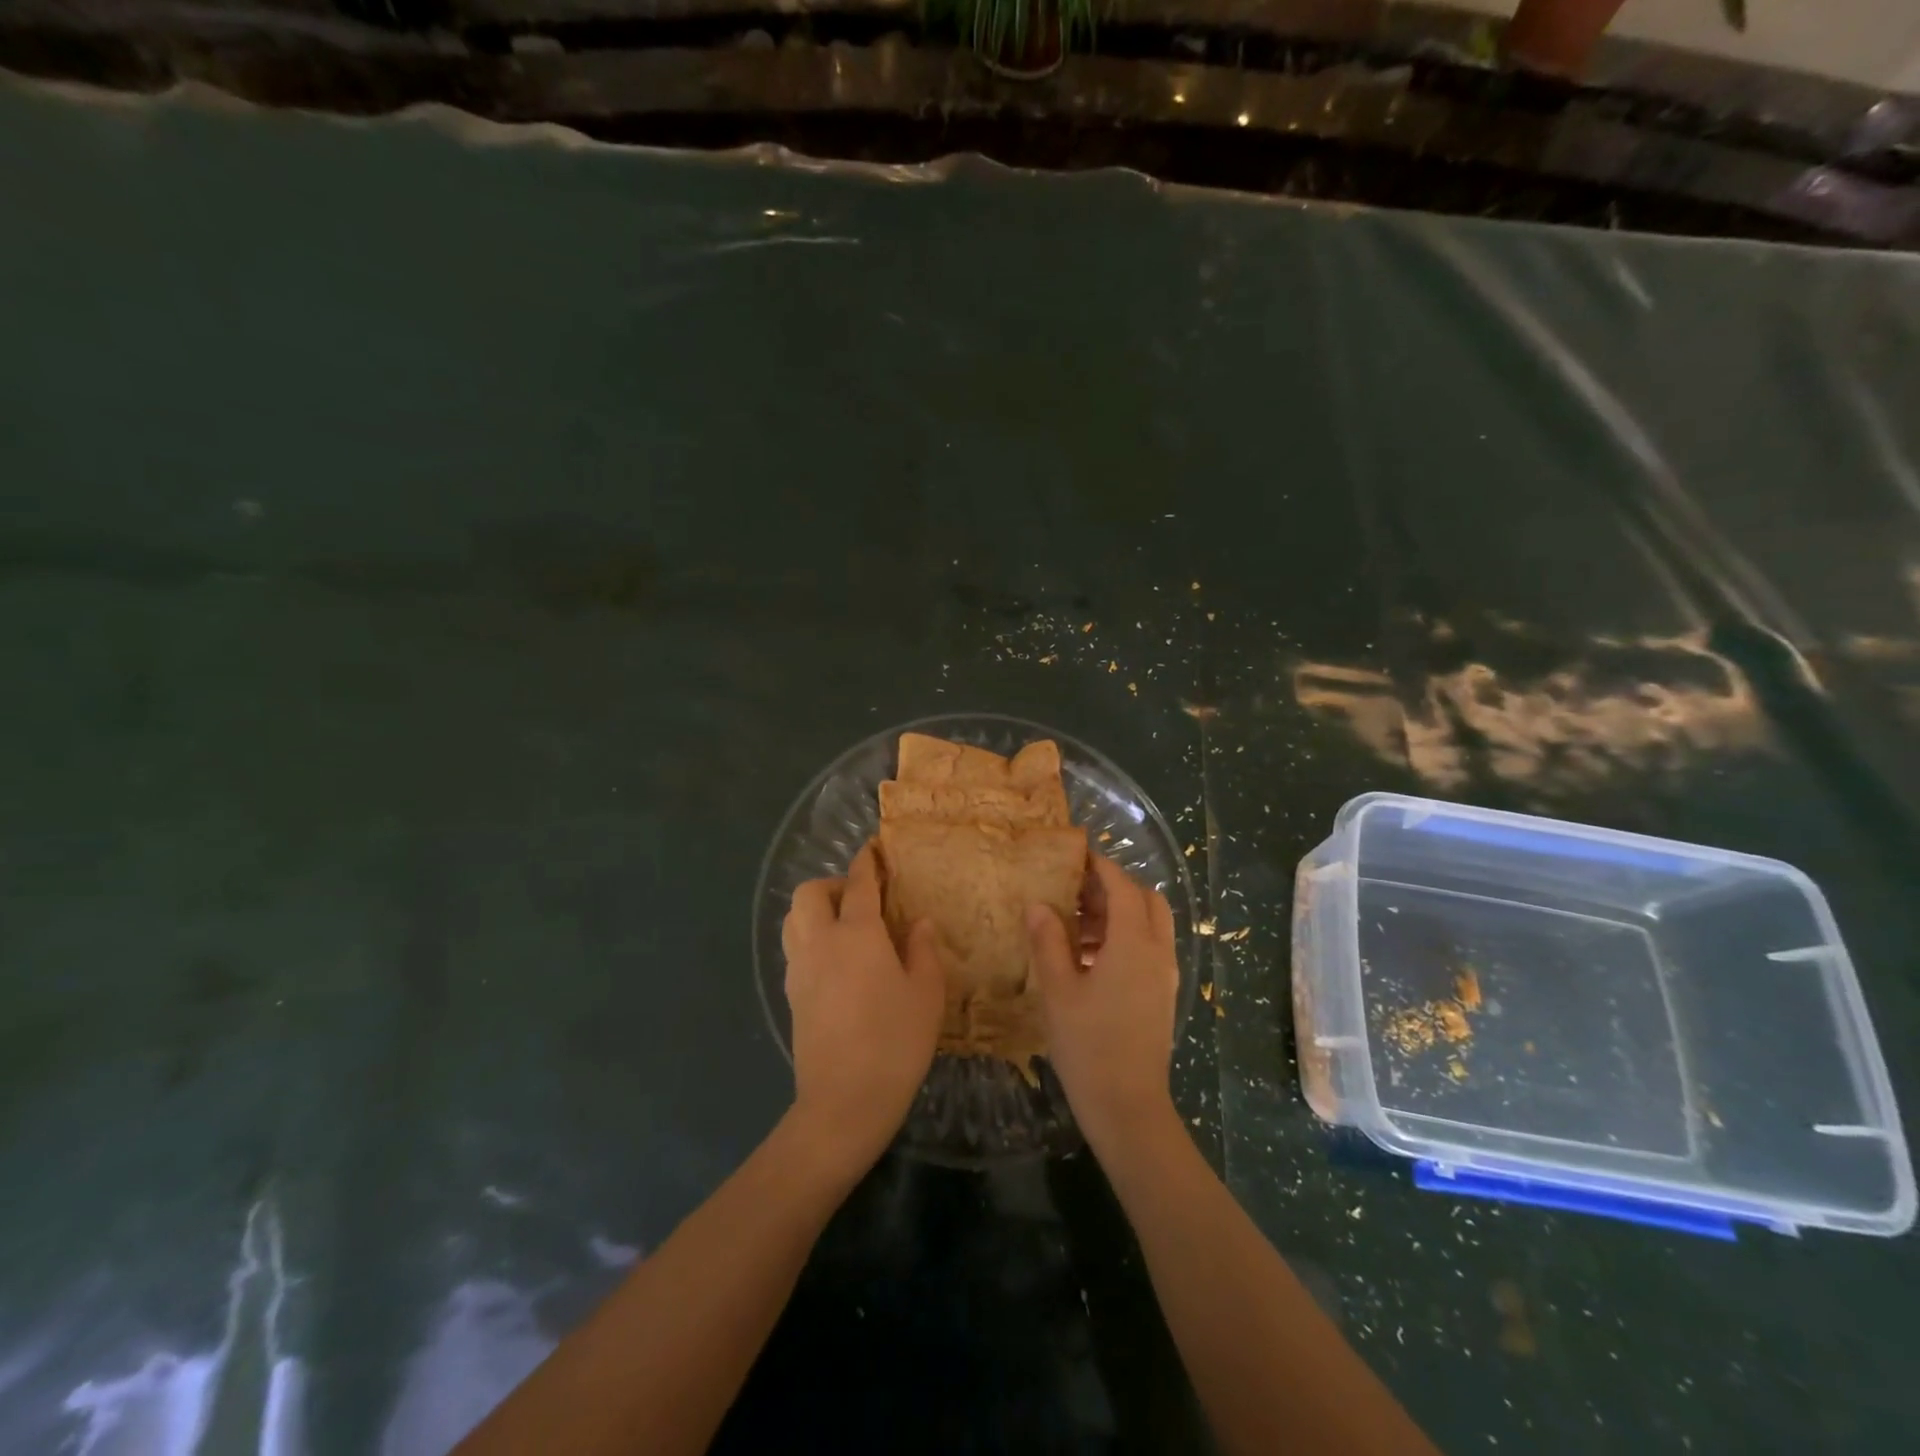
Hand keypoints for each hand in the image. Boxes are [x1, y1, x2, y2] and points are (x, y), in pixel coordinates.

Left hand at [783, 844, 944, 1175]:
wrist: (844, 1102)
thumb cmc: (895, 1041)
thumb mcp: (926, 993)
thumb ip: (923, 950)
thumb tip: (918, 922)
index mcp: (857, 933)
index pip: (858, 883)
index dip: (867, 861)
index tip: (874, 848)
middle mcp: (821, 942)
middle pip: (809, 893)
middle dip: (832, 885)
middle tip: (860, 900)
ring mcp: (799, 969)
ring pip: (793, 919)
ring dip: (814, 910)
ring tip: (845, 927)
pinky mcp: (790, 996)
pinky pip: (794, 949)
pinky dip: (810, 939)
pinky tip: (836, 963)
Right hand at [1028, 853, 1178, 1153]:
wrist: (1129, 1108)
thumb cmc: (1089, 1045)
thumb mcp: (1058, 990)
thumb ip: (1048, 942)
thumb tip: (1038, 905)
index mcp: (1134, 943)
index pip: (1122, 887)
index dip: (1100, 867)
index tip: (1075, 856)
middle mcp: (1158, 952)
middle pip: (1145, 900)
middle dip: (1113, 889)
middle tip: (1075, 894)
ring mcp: (1165, 976)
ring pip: (1149, 926)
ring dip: (1117, 916)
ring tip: (1072, 929)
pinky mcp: (1162, 995)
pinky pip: (1148, 950)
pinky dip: (1123, 940)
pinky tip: (1086, 961)